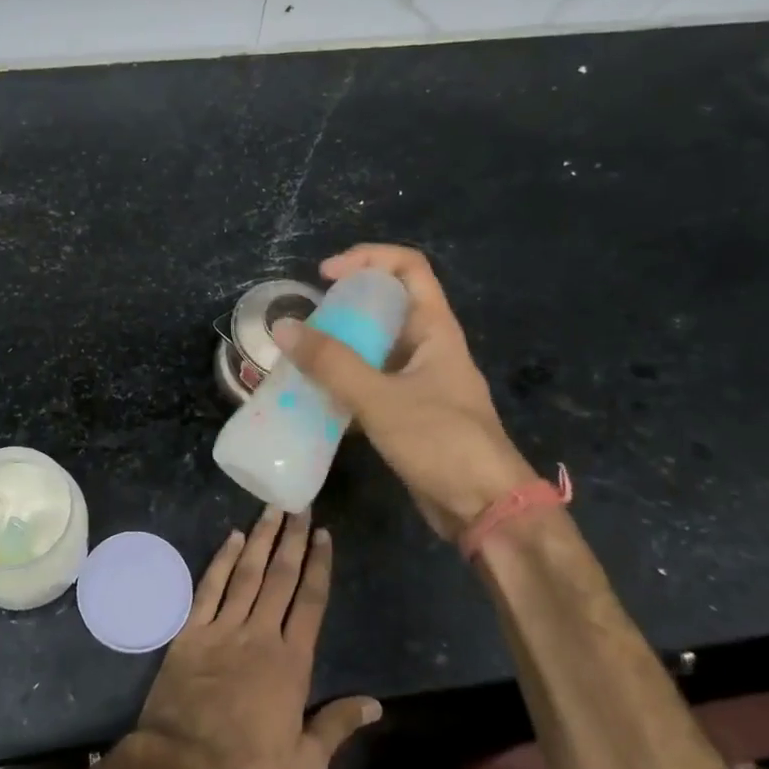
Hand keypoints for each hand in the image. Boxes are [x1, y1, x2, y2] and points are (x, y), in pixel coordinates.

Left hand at [133, 508, 379, 768]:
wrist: (183, 767)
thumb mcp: (304, 763)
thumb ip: (337, 727)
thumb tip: (375, 704)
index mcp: (291, 662)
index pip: (310, 602)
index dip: (318, 566)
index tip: (323, 536)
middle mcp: (260, 634)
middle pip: (280, 577)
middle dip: (292, 540)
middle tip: (300, 506)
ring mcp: (222, 628)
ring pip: (247, 573)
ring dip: (261, 539)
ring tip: (272, 510)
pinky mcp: (191, 631)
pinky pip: (209, 587)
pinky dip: (221, 560)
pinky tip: (232, 539)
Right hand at [275, 243, 538, 543]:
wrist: (484, 509)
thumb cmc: (441, 442)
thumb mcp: (381, 399)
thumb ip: (331, 364)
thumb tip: (284, 329)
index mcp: (434, 328)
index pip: (408, 267)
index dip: (366, 259)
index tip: (325, 276)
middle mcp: (427, 347)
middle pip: (385, 305)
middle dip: (343, 306)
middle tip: (305, 322)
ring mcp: (418, 381)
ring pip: (373, 347)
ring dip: (338, 347)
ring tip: (300, 357)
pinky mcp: (407, 412)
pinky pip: (369, 383)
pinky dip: (341, 383)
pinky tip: (313, 397)